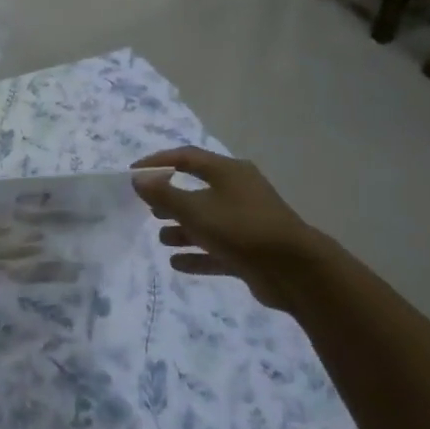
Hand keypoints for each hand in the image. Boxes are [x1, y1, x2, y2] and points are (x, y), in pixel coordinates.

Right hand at [132, 147, 329, 311]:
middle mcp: (238, 191)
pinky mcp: (251, 250)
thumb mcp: (197, 210)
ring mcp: (246, 222)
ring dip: (183, 229)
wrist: (296, 271)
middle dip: (171, 199)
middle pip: (197, 189)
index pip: (186, 157)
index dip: (158, 162)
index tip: (133, 173)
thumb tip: (138, 179)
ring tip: (161, 238)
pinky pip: (217, 249)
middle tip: (148, 209)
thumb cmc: (242, 229)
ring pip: (207, 221)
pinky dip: (197, 254)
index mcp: (228, 172)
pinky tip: (177, 263)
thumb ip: (164, 195)